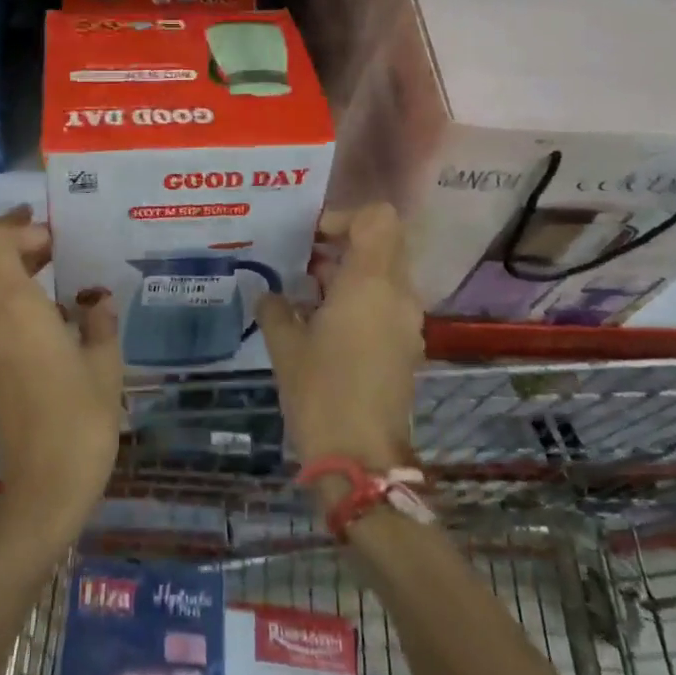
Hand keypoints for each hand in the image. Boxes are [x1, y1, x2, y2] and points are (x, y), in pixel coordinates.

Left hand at [0, 207, 122, 550]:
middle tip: (65, 251)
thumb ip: (100, 320)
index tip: (53, 235)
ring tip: (68, 286)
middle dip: (21, 246)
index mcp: (13, 310)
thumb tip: (96, 300)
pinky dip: (19, 305)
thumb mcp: (106, 364)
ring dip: (20, 275)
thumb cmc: (81, 420)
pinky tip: (60, 325)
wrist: (44, 491)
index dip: (15, 226)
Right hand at [258, 204, 422, 481]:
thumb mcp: (285, 346)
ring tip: (307, 295)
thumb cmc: (320, 392)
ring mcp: (407, 322)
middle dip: (343, 245)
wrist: (361, 457)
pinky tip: (324, 325)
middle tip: (304, 262)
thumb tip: (268, 294)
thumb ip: (275, 308)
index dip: (344, 217)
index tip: (311, 238)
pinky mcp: (407, 347)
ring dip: (350, 274)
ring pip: (386, 274)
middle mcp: (398, 295)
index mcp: (371, 283)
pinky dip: (360, 300)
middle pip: (384, 243)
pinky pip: (387, 303)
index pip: (378, 219)